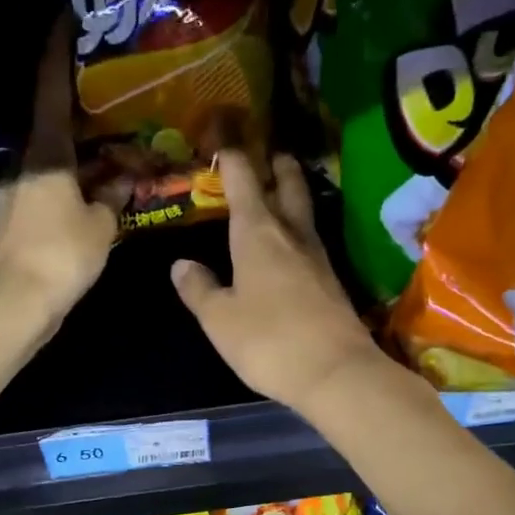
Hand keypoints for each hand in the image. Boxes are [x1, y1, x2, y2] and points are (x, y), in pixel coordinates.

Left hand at [0, 17, 117, 321]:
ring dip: (71, 165)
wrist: (17, 302)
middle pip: (49, 133)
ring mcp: (10, 195)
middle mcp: (21, 166)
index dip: (57, 55)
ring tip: (101, 168)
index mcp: (45, 155)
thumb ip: (112, 198)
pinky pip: (40, 196)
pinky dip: (61, 193)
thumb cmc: (63, 255)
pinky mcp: (9, 223)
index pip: (51, 93)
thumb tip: (122, 180)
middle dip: (75, 123)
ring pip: (45, 168)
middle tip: (102, 113)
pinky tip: (81, 205)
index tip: (62, 20)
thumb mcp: (101, 225)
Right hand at [170, 151, 389, 410]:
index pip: (243, 181)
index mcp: (257, 234)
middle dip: (277, 167)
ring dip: (293, 196)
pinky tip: (292, 246)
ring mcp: (317, 258)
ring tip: (281, 192)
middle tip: (271, 154)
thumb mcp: (220, 319)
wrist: (334, 372)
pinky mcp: (332, 283)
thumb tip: (181, 264)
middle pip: (287, 187)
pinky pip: (311, 243)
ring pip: (303, 214)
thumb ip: (199, 289)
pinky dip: (299, 233)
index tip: (223, 143)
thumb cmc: (268, 341)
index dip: (232, 159)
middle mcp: (290, 235)